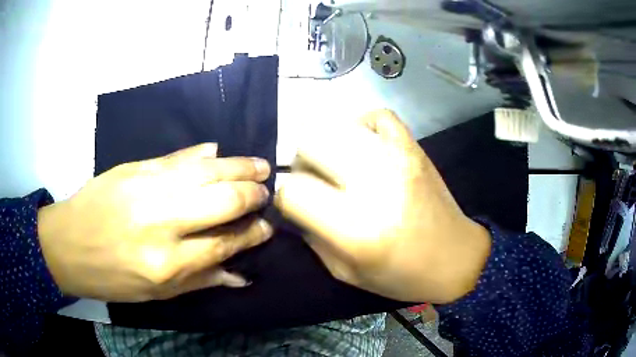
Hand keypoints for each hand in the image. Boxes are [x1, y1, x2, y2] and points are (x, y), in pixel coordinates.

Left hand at [38, 143, 272, 301]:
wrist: (67, 244)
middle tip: (266, 192)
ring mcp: (146, 188)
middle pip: (220, 201)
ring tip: (259, 165)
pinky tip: (217, 152)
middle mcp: (160, 222)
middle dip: (250, 195)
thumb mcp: (155, 293)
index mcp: (166, 263)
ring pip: (203, 172)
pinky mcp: (134, 168)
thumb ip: (198, 280)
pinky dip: (200, 155)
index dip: (250, 234)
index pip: (223, 243)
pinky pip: (175, 158)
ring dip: (236, 167)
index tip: (267, 227)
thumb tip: (239, 274)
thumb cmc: (111, 277)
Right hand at [275, 110, 490, 303]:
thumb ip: (312, 238)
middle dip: (302, 164)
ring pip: (338, 127)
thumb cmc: (401, 275)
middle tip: (313, 181)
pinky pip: (379, 116)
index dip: (284, 196)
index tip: (293, 204)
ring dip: (326, 145)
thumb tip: (294, 207)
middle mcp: (374, 185)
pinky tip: (363, 145)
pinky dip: (362, 125)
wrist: (455, 258)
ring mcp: (397, 159)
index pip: (293, 191)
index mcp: (355, 228)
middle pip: (310, 145)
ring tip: (336, 164)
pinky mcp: (414, 148)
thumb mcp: (345, 273)